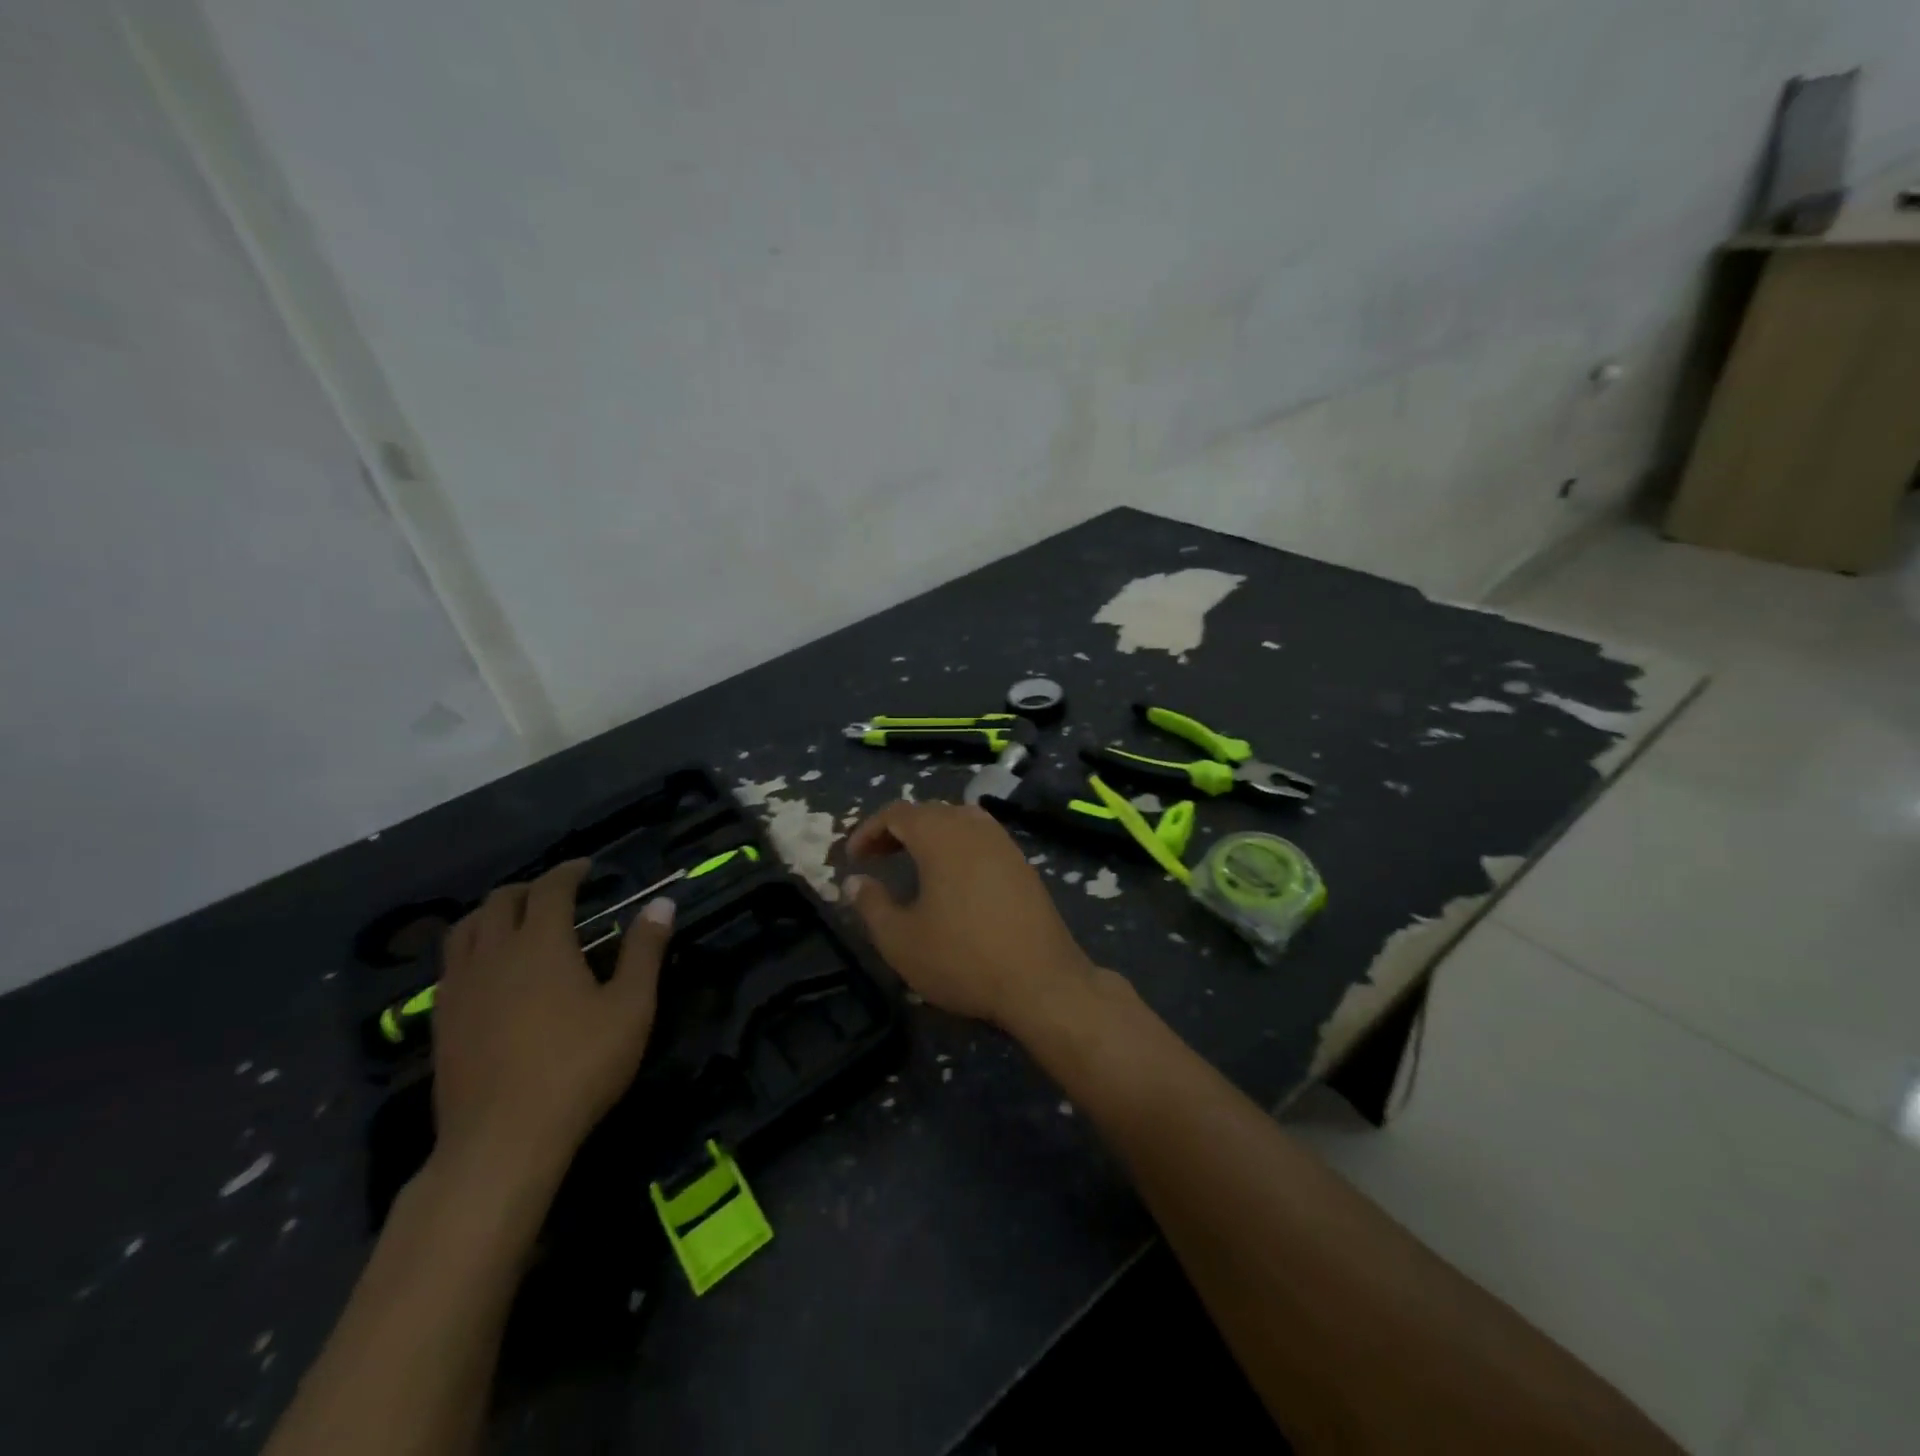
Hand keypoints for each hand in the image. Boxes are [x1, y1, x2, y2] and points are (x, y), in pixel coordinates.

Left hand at [431, 860, 671, 1181]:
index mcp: (541, 943)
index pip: (550, 888)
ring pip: (465, 929)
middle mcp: (494, 954)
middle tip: (556, 894)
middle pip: (500, 901)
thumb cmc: (578, 1066)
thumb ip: (645, 951)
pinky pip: (450, 965)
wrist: (502, 1139)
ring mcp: (460, 988)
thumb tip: (662, 903)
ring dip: (492, 913)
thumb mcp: (630, 1007)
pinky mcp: (441, 1021)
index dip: (569, 871)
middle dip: (529, 888)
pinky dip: (471, 949)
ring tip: (515, 922)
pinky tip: (488, 971)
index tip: (587, 867)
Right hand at [843, 801, 1097, 1029]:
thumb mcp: (901, 940)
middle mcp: (974, 827)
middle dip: (898, 830)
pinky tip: (953, 879)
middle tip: (877, 858)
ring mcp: (1004, 843)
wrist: (1041, 981)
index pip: (897, 813)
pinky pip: (981, 839)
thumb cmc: (963, 958)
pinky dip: (958, 846)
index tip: (853, 858)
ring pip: (959, 821)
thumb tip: (854, 881)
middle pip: (929, 812)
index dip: (868, 830)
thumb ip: (871, 905)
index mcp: (941, 836)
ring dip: (930, 835)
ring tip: (913, 863)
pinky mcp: (1023, 864)